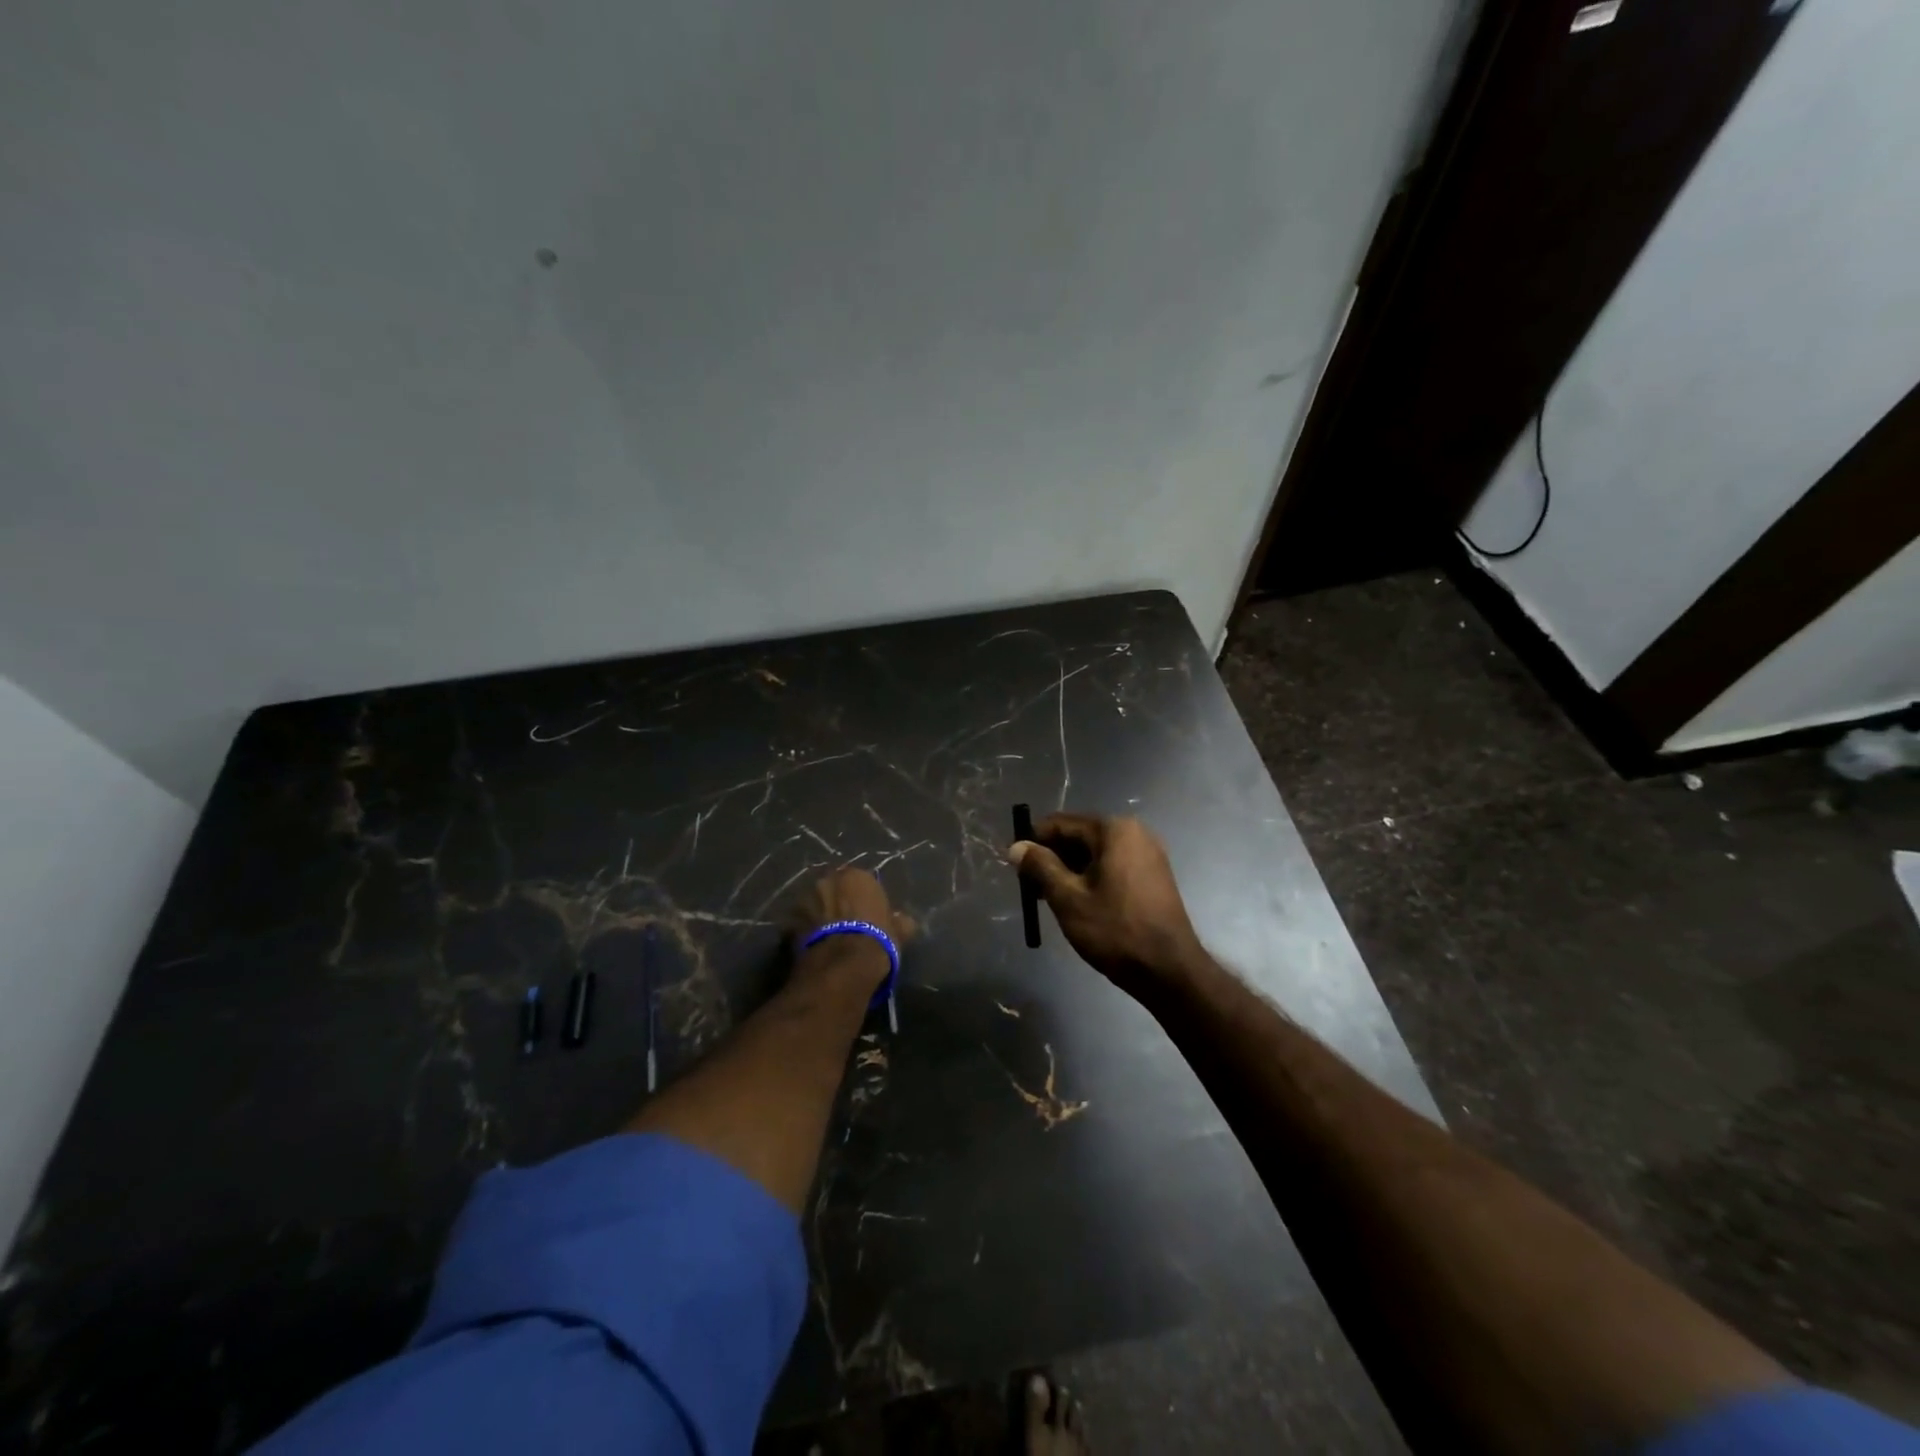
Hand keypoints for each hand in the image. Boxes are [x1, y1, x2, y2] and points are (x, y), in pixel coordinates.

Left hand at [787, 867, 915, 989]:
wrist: (843, 965)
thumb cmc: (876, 940)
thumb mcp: (897, 931)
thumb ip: (899, 922)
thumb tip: (905, 922)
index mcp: (856, 876)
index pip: (859, 882)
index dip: (861, 899)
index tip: (865, 914)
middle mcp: (827, 879)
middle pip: (832, 888)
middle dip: (835, 901)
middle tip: (843, 922)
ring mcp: (804, 899)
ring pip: (812, 903)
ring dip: (817, 914)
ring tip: (825, 935)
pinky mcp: (788, 921)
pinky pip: (798, 923)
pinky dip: (803, 931)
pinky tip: (813, 946)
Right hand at [1008, 813, 1203, 996]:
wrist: (1170, 970)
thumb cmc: (1115, 930)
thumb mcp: (1068, 898)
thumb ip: (1040, 867)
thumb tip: (1017, 846)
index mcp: (1114, 830)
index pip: (1061, 823)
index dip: (1033, 841)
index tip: (1014, 864)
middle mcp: (1134, 832)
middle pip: (1079, 836)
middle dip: (1052, 858)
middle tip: (1030, 887)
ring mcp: (1148, 854)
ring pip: (1095, 853)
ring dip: (1070, 870)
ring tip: (1050, 898)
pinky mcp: (1154, 875)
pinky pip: (1113, 866)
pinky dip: (1091, 878)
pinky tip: (1078, 902)